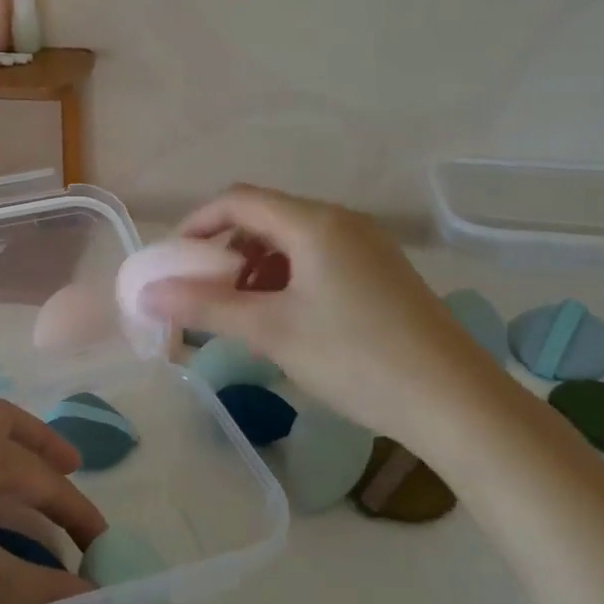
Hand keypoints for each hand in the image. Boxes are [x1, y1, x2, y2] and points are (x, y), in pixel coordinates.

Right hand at [137, 185, 501, 444]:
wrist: (457, 403)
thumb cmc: (357, 358)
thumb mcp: (272, 332)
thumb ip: (205, 306)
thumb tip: (146, 293)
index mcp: (314, 223)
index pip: (238, 200)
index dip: (197, 223)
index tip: (171, 260)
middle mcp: (341, 221)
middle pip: (265, 216)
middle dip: (224, 248)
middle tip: (200, 288)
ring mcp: (367, 246)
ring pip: (291, 239)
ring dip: (254, 265)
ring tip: (238, 308)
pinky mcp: (381, 272)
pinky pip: (318, 258)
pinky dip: (286, 277)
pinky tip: (282, 316)